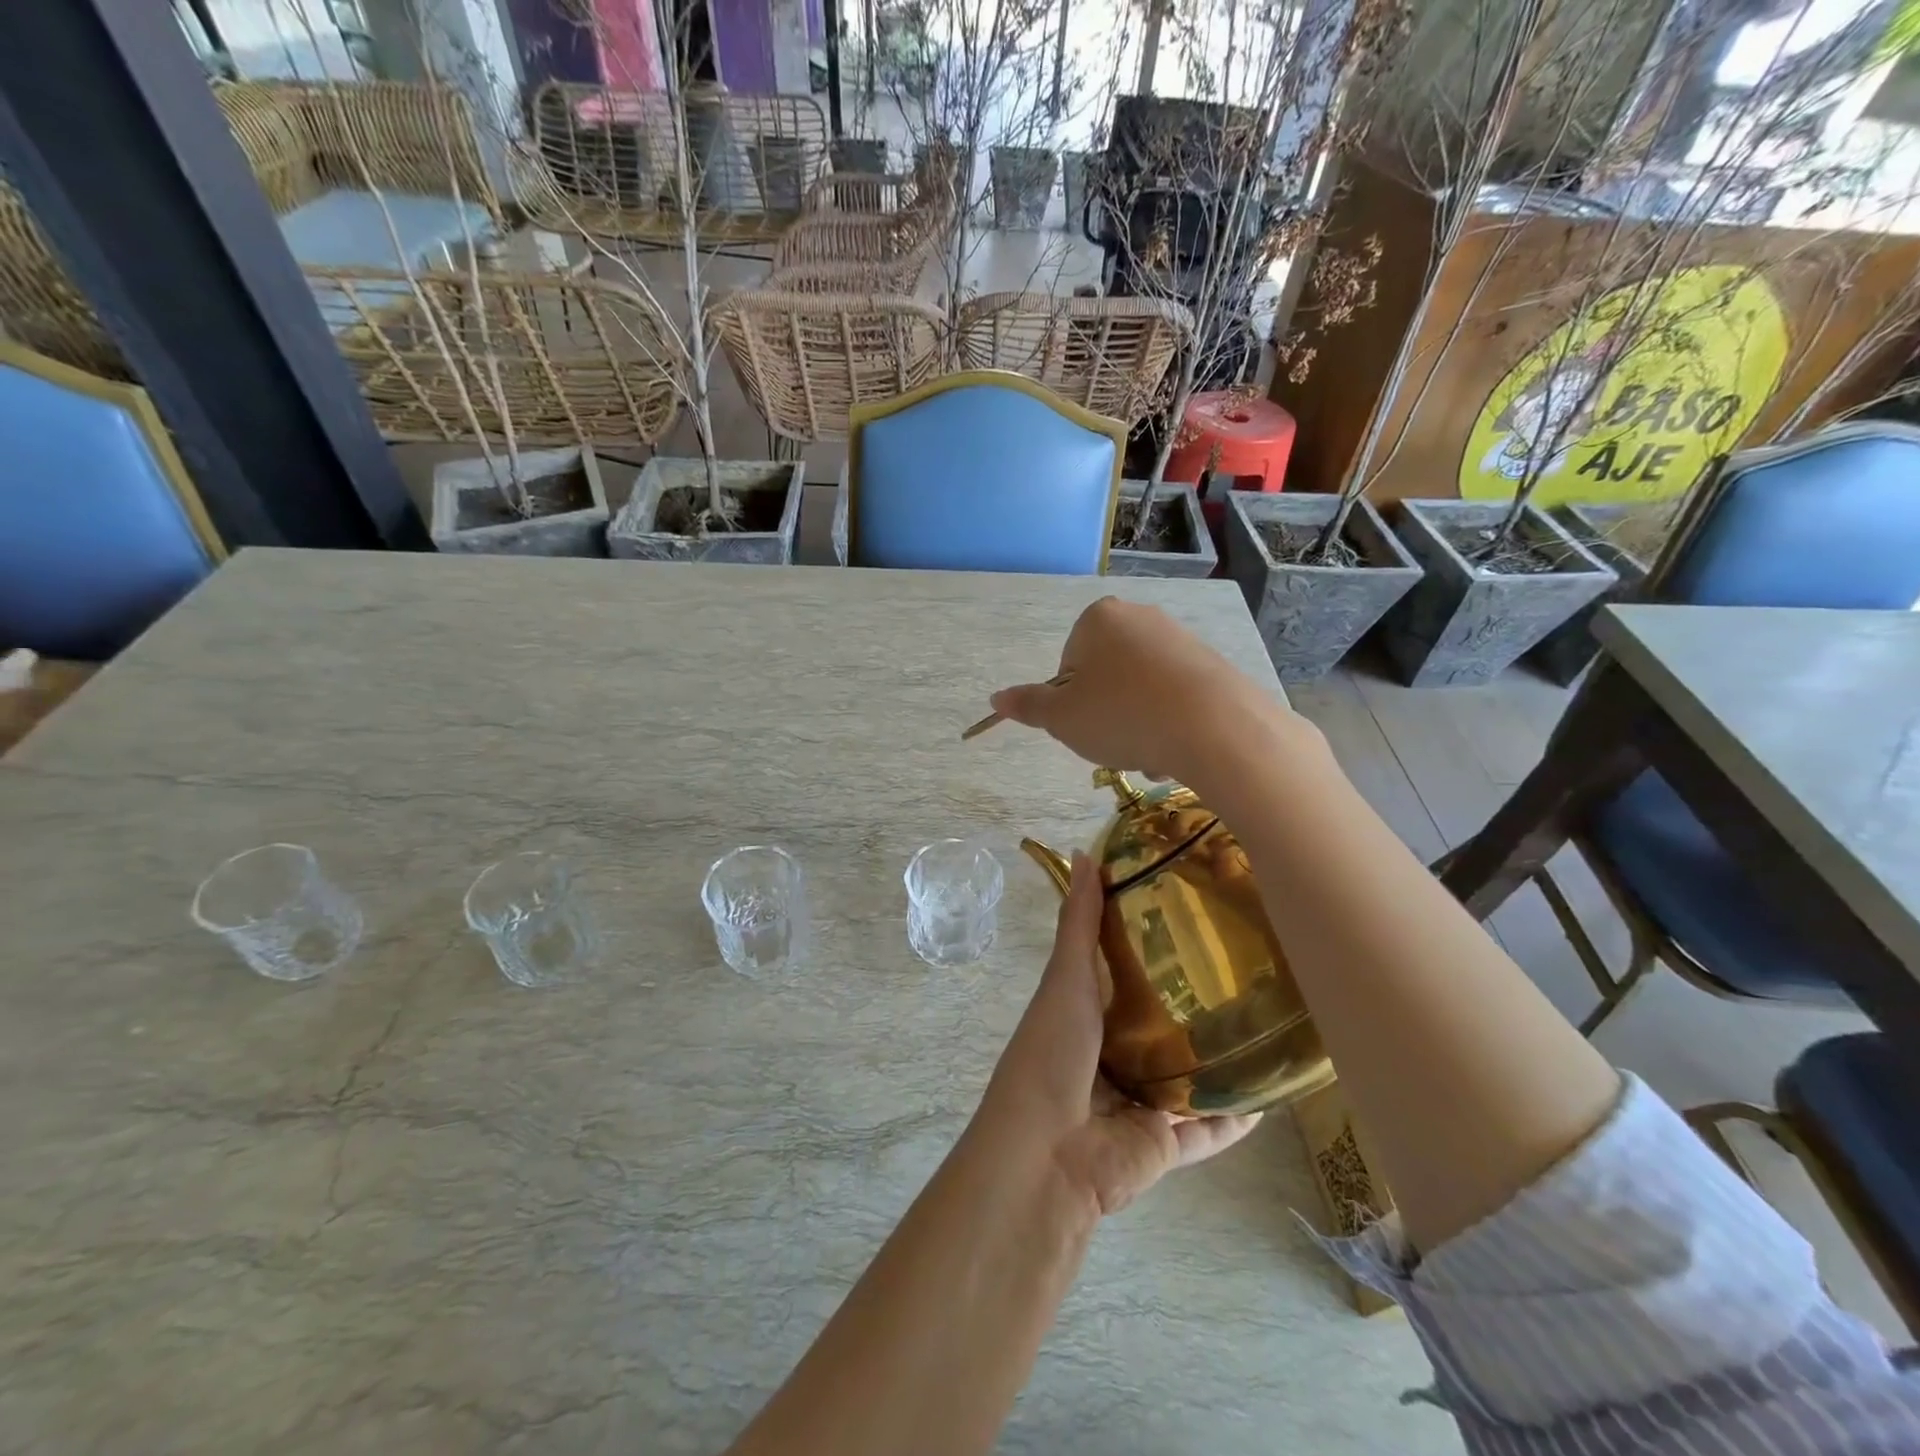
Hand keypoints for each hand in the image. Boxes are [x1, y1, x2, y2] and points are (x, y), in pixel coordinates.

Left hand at [973, 851, 1259, 1218]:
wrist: (1047, 1155)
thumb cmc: (1051, 1053)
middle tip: (1247, 970)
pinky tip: (1273, 1093)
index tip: (1193, 915)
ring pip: (1187, 1079)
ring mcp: (1138, 1104)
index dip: (1151, 946)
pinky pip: (1208, 1131)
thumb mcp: (1066, 978)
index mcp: (1083, 1016)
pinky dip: (1235, 1118)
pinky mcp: (1164, 1148)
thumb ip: (1079, 921)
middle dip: (1193, 1005)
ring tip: (1268, 1028)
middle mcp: (1110, 1056)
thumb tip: (1084, 853)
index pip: (1121, 974)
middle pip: (1159, 1026)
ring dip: (1219, 1061)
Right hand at [987, 598, 1295, 784]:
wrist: (1213, 726)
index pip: (1068, 666)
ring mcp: (1179, 639)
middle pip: (1106, 677)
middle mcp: (1139, 617)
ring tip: (1148, 753)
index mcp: (1098, 619)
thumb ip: (1028, 705)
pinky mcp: (1211, 664)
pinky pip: (1175, 697)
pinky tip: (1176, 749)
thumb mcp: (1061, 718)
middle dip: (1106, 714)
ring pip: (1141, 692)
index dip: (1071, 702)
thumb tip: (996, 697)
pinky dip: (1169, 724)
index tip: (1084, 725)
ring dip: (1137, 726)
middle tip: (1113, 743)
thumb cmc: (1121, 715)